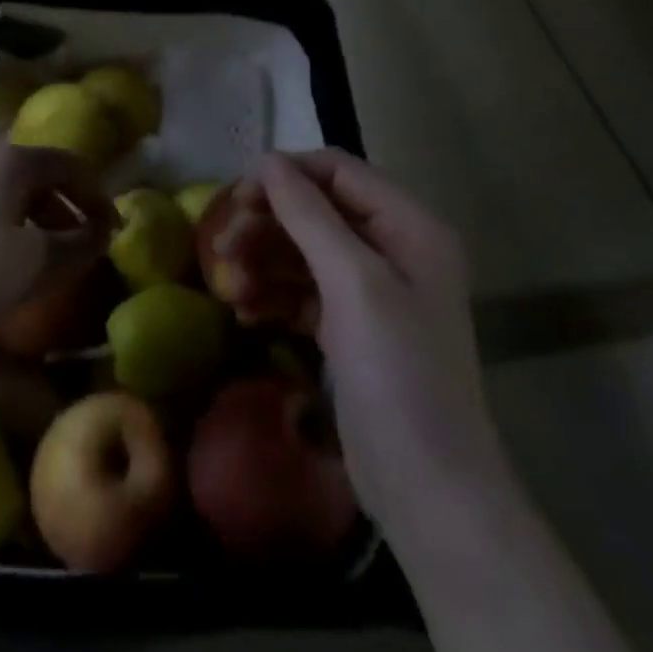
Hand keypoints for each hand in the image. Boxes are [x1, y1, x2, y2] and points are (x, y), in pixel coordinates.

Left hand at [0, 140, 114, 354]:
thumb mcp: (36, 265)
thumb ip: (79, 245)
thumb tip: (101, 232)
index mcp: (10, 160)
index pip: (70, 163)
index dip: (98, 195)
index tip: (112, 231)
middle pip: (36, 174)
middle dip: (66, 209)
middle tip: (82, 247)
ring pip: (5, 192)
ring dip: (34, 221)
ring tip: (43, 260)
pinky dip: (3, 228)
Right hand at [257, 150, 502, 524]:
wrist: (429, 491)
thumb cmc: (398, 374)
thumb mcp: (353, 284)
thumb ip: (309, 215)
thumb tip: (267, 160)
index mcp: (408, 226)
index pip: (338, 171)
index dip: (286, 175)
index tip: (237, 196)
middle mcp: (393, 248)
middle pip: (316, 210)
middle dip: (268, 223)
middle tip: (223, 245)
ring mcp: (371, 291)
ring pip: (303, 251)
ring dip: (263, 261)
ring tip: (229, 286)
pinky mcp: (350, 327)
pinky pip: (302, 291)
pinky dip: (273, 295)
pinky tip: (245, 312)